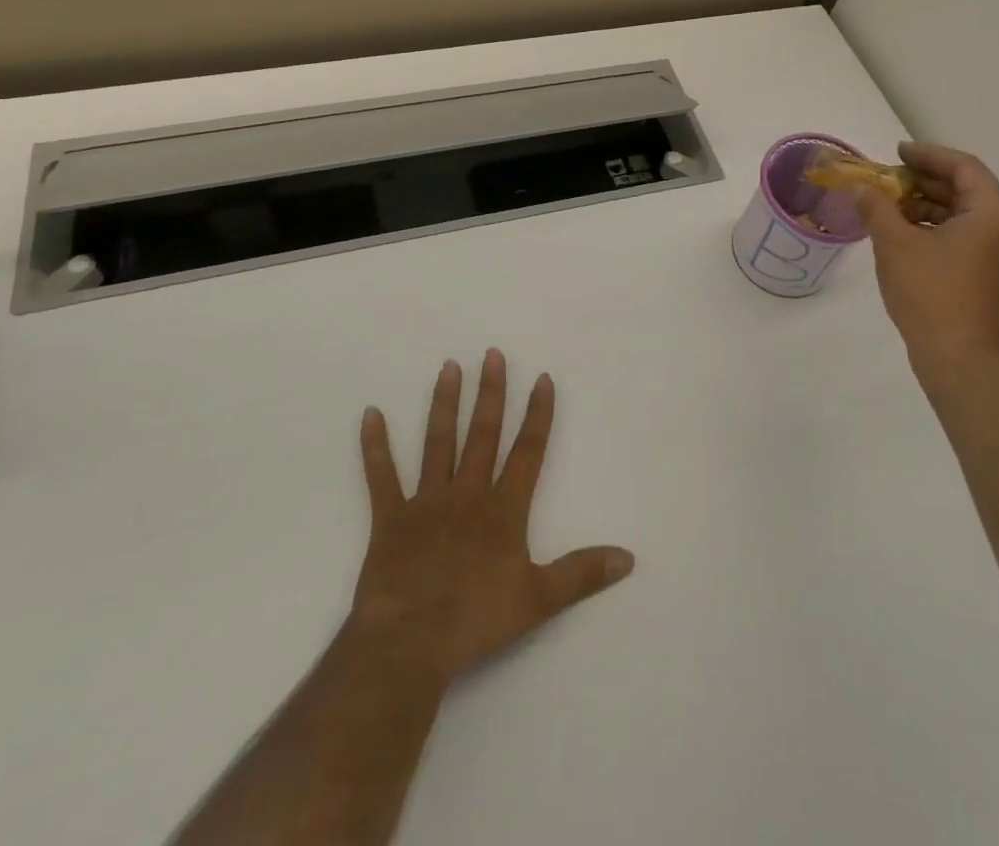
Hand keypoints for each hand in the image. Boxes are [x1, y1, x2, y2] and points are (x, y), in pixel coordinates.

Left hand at [350, 350, 634, 685]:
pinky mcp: (390, 518)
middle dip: (490, 393)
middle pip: (482, 434)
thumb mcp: (539, 600)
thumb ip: (582, 573)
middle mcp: (467, 494)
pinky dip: (375, 446)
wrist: (410, 643)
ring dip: (444, 404)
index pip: (527, 451)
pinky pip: (381, 477)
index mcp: (503, 509)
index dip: (537, 414)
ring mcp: (427, 502)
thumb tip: (628, 557)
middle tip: (491, 354)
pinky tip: (370, 415)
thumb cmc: (477, 619)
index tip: (542, 378)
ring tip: (449, 367)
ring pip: (438, 443)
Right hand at [856, 143, 998, 391]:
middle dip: (924, 181)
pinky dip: (937, 228)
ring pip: (965, 216)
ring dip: (928, 206)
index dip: (927, 155)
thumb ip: (876, 207)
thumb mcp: (894, 243)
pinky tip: (905, 235)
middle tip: (888, 179)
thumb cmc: (930, 293)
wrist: (959, 359)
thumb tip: (860, 188)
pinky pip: (967, 238)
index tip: (897, 153)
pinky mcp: (994, 277)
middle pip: (966, 190)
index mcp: (993, 213)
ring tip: (890, 207)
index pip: (963, 167)